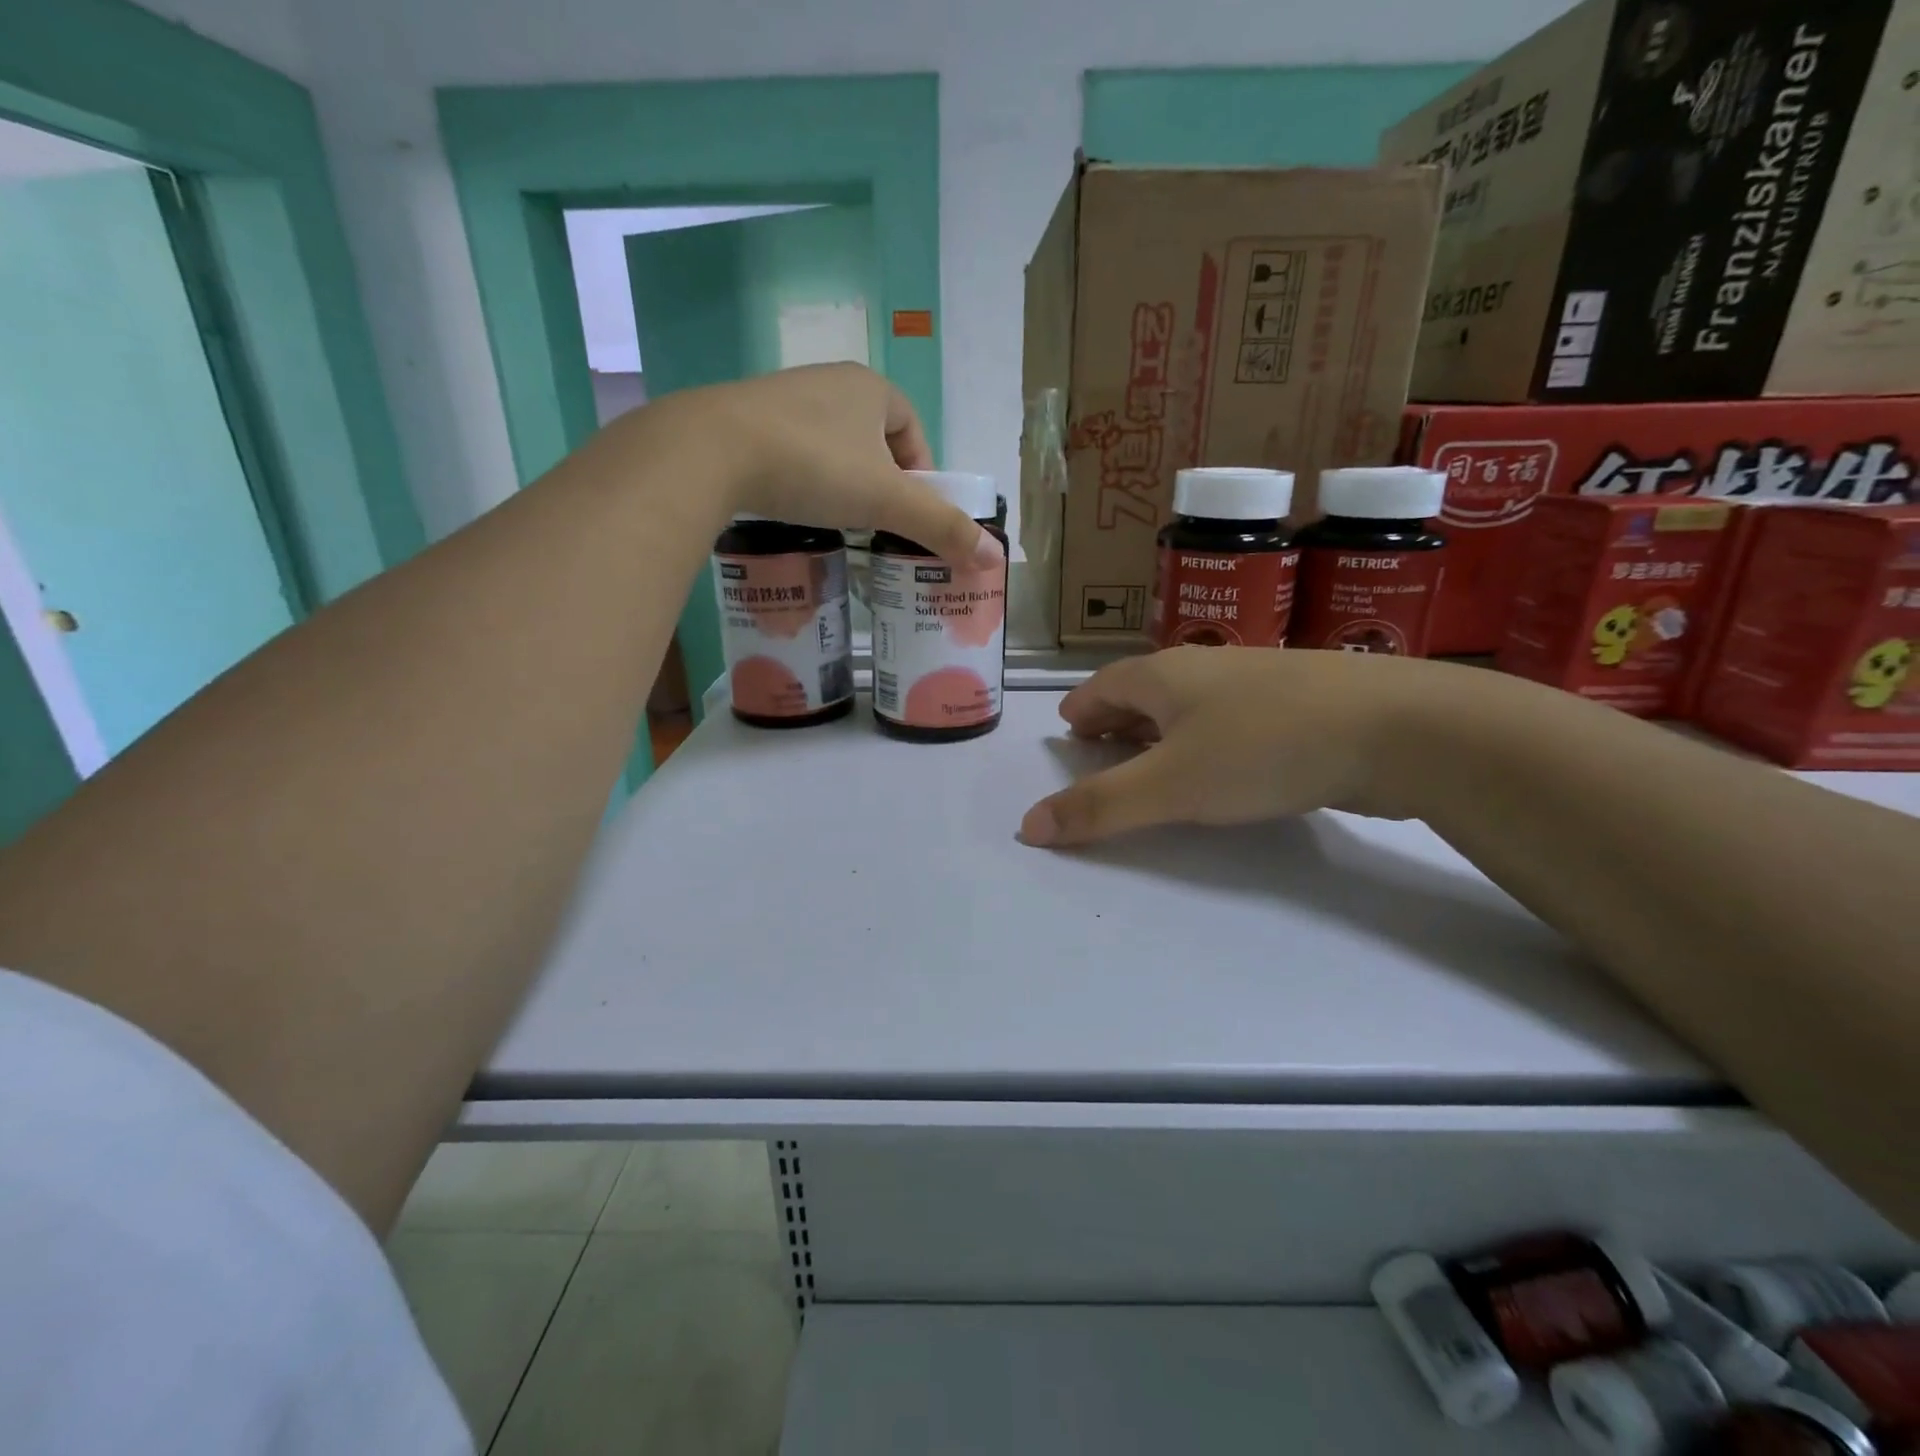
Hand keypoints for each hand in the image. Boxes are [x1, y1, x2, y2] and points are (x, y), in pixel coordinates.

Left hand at [652, 364, 1002, 569]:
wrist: (711, 451)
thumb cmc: (814, 466)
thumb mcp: (887, 501)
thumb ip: (941, 527)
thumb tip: (993, 558)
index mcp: (871, 387)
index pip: (912, 430)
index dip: (921, 474)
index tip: (911, 514)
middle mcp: (829, 382)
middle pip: (873, 439)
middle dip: (881, 481)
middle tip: (876, 524)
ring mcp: (782, 397)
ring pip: (831, 445)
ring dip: (841, 481)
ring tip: (836, 521)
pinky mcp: (744, 420)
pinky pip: (791, 451)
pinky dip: (802, 479)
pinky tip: (793, 506)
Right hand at [1017, 647, 1464, 846]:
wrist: (1396, 727)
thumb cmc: (1262, 748)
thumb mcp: (1171, 785)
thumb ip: (1099, 807)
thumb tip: (1026, 827)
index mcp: (1163, 674)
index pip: (1102, 686)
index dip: (1080, 709)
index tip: (1066, 729)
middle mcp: (1203, 668)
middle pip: (1142, 689)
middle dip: (1114, 718)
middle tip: (1097, 748)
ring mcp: (1253, 681)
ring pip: (1187, 703)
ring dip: (1158, 728)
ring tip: (1148, 758)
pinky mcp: (1294, 703)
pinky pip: (1226, 717)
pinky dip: (1202, 737)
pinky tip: (1219, 763)